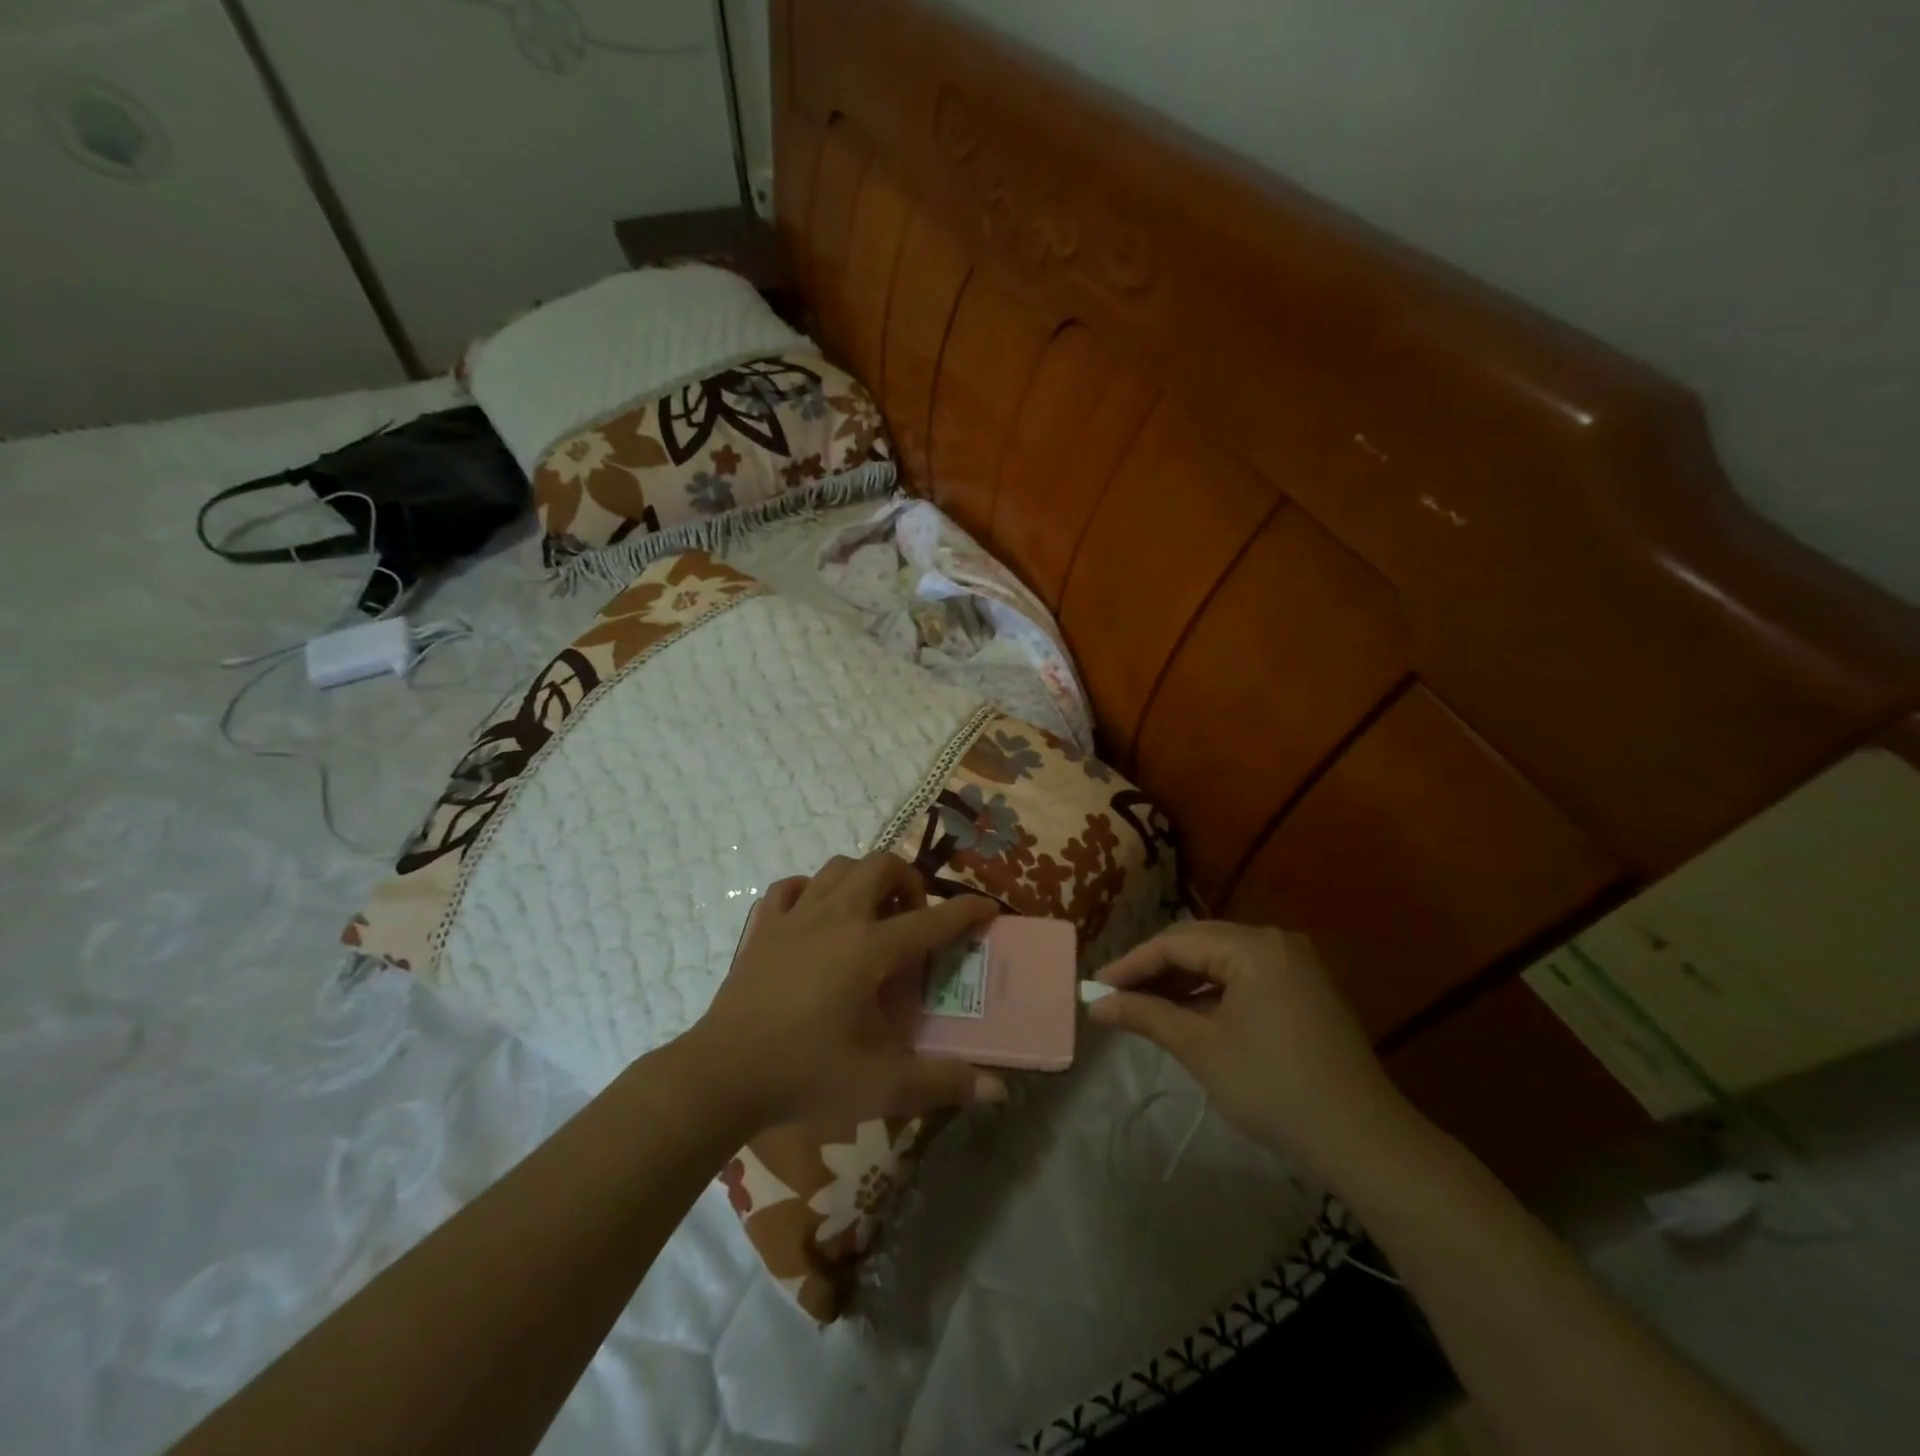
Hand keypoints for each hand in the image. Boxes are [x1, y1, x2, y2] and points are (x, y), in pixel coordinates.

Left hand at [688, 853, 1006, 1129]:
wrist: (722, 1074)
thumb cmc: (806, 1074)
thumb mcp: (882, 1085)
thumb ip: (943, 1083)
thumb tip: (999, 1091)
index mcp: (869, 949)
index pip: (931, 920)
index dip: (966, 911)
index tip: (988, 907)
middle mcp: (836, 918)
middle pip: (881, 866)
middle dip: (908, 879)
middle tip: (915, 913)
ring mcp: (795, 917)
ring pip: (838, 868)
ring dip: (864, 878)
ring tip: (872, 911)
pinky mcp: (764, 927)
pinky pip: (791, 887)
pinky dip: (811, 890)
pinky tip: (816, 915)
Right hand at [1089, 922, 1426, 1179]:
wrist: (1363, 1141)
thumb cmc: (1274, 1089)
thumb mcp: (1201, 1049)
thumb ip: (1145, 1016)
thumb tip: (1095, 1003)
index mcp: (1253, 946)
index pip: (1175, 942)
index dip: (1131, 964)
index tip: (1095, 987)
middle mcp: (1275, 940)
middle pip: (1198, 942)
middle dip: (1154, 968)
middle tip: (1115, 994)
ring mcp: (1295, 962)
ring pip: (1221, 958)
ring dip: (1182, 979)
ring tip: (1144, 1005)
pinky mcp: (1304, 987)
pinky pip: (1244, 974)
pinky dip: (1212, 990)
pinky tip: (1188, 1012)